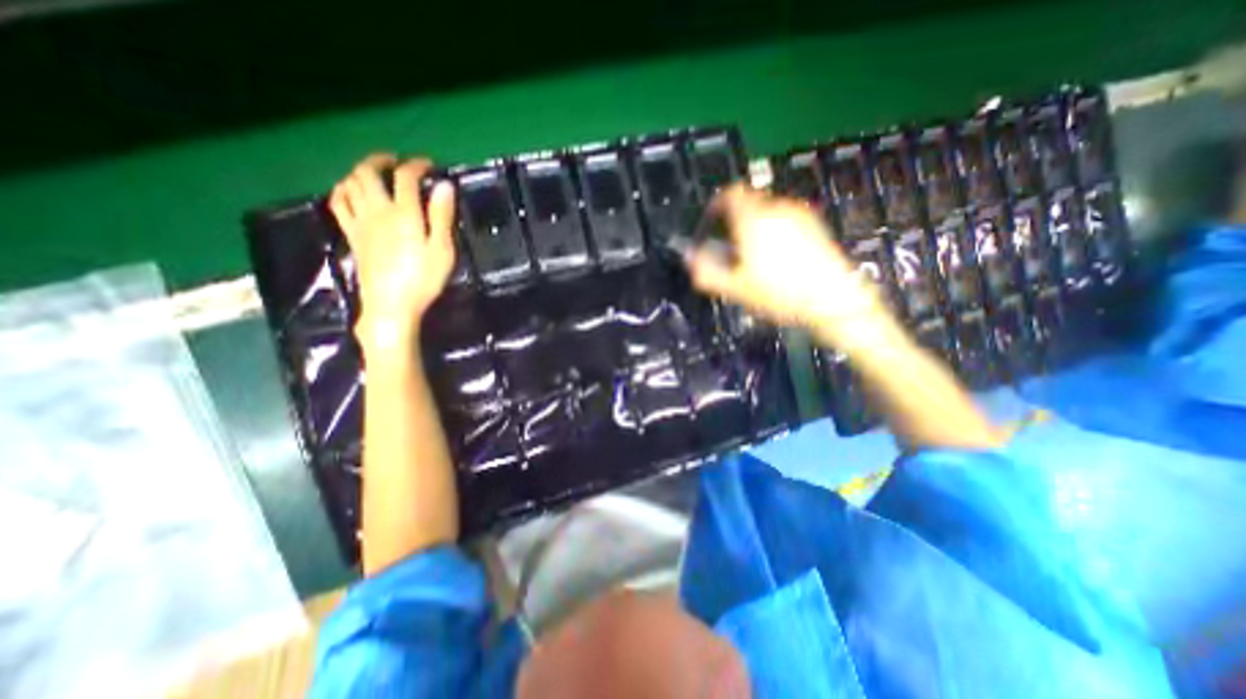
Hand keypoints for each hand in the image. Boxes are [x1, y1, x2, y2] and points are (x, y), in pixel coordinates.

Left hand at [330, 154, 455, 349]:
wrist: (391, 304)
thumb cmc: (423, 279)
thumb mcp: (442, 250)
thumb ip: (441, 216)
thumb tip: (444, 186)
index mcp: (404, 214)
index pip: (406, 178)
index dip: (416, 165)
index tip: (428, 165)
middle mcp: (377, 211)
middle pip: (368, 173)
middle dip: (381, 160)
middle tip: (396, 161)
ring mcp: (360, 223)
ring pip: (349, 184)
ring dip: (360, 172)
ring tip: (375, 174)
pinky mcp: (351, 235)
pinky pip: (338, 204)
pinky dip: (343, 190)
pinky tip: (351, 192)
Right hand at [687, 184, 891, 341]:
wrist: (833, 300)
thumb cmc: (779, 293)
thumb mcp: (735, 288)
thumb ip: (706, 271)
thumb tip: (689, 257)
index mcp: (753, 220)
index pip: (731, 193)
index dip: (718, 203)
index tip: (713, 220)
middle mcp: (777, 209)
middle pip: (749, 204)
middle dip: (737, 222)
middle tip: (735, 251)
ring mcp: (799, 215)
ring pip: (768, 213)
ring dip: (757, 228)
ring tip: (759, 259)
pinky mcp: (815, 225)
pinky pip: (786, 220)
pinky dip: (777, 232)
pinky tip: (782, 259)